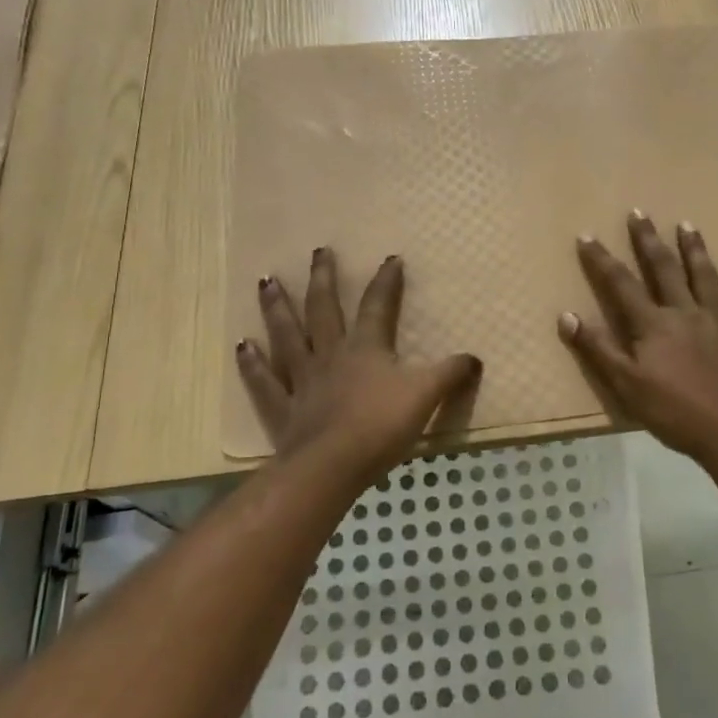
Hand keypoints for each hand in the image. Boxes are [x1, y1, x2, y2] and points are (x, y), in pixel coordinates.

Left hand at [237, 248, 481, 471]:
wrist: (332, 466)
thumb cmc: (380, 426)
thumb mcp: (425, 396)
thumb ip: (450, 375)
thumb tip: (475, 358)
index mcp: (366, 348)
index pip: (378, 306)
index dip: (386, 281)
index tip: (390, 258)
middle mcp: (330, 354)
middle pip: (324, 309)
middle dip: (323, 279)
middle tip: (318, 252)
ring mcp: (302, 380)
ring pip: (287, 335)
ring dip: (277, 308)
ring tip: (266, 281)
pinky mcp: (282, 408)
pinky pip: (264, 381)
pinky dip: (252, 363)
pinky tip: (242, 345)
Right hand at [558, 212, 717, 462]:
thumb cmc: (675, 412)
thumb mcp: (626, 385)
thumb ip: (598, 349)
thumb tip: (566, 316)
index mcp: (653, 324)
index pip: (621, 284)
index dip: (602, 260)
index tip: (588, 235)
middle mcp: (685, 313)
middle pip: (664, 269)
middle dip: (649, 240)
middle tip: (640, 212)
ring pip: (705, 277)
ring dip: (695, 250)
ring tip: (688, 225)